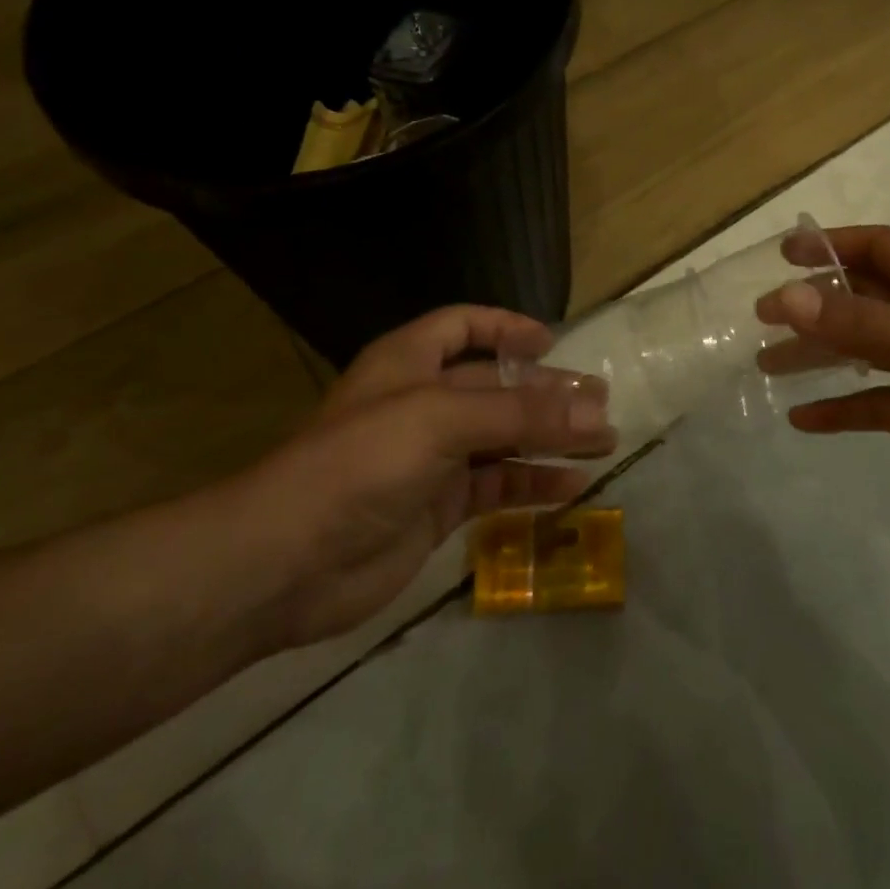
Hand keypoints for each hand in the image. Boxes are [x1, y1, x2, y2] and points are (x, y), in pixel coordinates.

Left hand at [231, 307, 616, 648]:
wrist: (286, 562)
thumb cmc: (362, 462)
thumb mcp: (444, 420)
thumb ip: (522, 414)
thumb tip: (597, 411)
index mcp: (410, 362)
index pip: (463, 326)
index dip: (506, 327)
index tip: (551, 344)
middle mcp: (422, 403)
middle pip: (495, 386)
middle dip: (546, 392)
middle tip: (600, 402)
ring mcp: (430, 458)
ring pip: (502, 438)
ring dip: (550, 439)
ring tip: (603, 443)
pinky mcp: (437, 508)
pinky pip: (496, 486)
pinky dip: (532, 484)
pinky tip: (571, 488)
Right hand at [759, 226, 889, 538]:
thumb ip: (864, 324)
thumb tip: (786, 298)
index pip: (878, 248)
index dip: (831, 245)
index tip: (782, 256)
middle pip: (862, 299)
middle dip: (812, 304)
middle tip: (759, 318)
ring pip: (863, 351)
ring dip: (818, 355)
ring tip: (767, 365)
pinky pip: (878, 403)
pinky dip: (842, 409)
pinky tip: (804, 420)